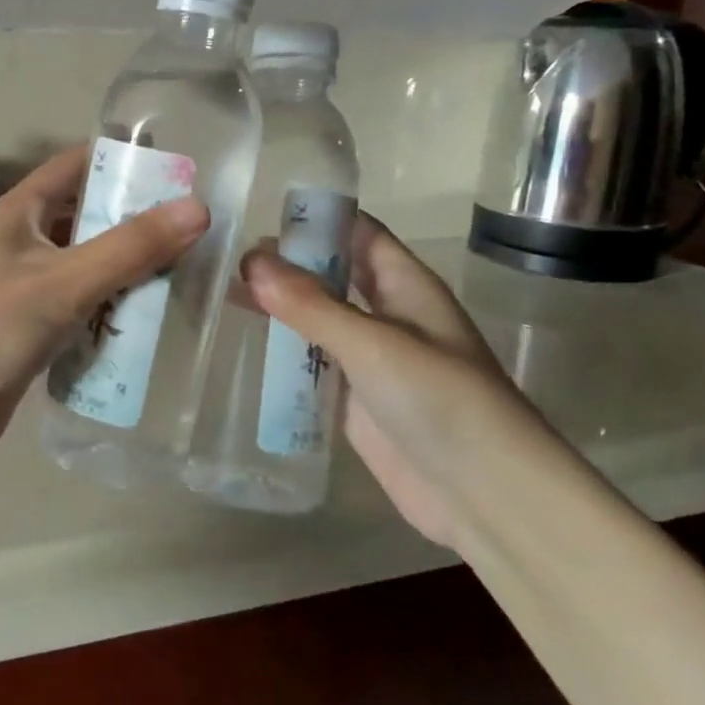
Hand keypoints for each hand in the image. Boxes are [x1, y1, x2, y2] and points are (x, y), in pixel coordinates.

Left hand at [0, 144, 209, 460]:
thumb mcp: (62, 282)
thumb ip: (129, 248)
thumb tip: (197, 208)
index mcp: (20, 213)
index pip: (76, 166)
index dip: (124, 162)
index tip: (179, 170)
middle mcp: (22, 243)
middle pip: (88, 219)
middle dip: (137, 225)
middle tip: (197, 234)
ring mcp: (26, 288)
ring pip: (88, 267)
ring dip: (129, 273)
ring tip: (187, 277)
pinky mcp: (32, 329)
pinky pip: (82, 309)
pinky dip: (112, 312)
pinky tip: (151, 324)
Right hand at [243, 213, 549, 545]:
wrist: (483, 494)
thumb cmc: (441, 401)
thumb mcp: (373, 343)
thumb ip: (311, 304)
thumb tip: (250, 259)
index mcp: (406, 286)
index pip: (359, 232)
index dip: (318, 217)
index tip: (260, 209)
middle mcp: (387, 315)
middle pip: (332, 274)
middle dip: (287, 262)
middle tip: (227, 255)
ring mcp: (369, 359)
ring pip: (317, 319)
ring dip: (279, 306)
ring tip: (222, 292)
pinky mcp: (353, 399)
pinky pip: (311, 364)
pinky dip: (281, 351)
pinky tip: (243, 344)